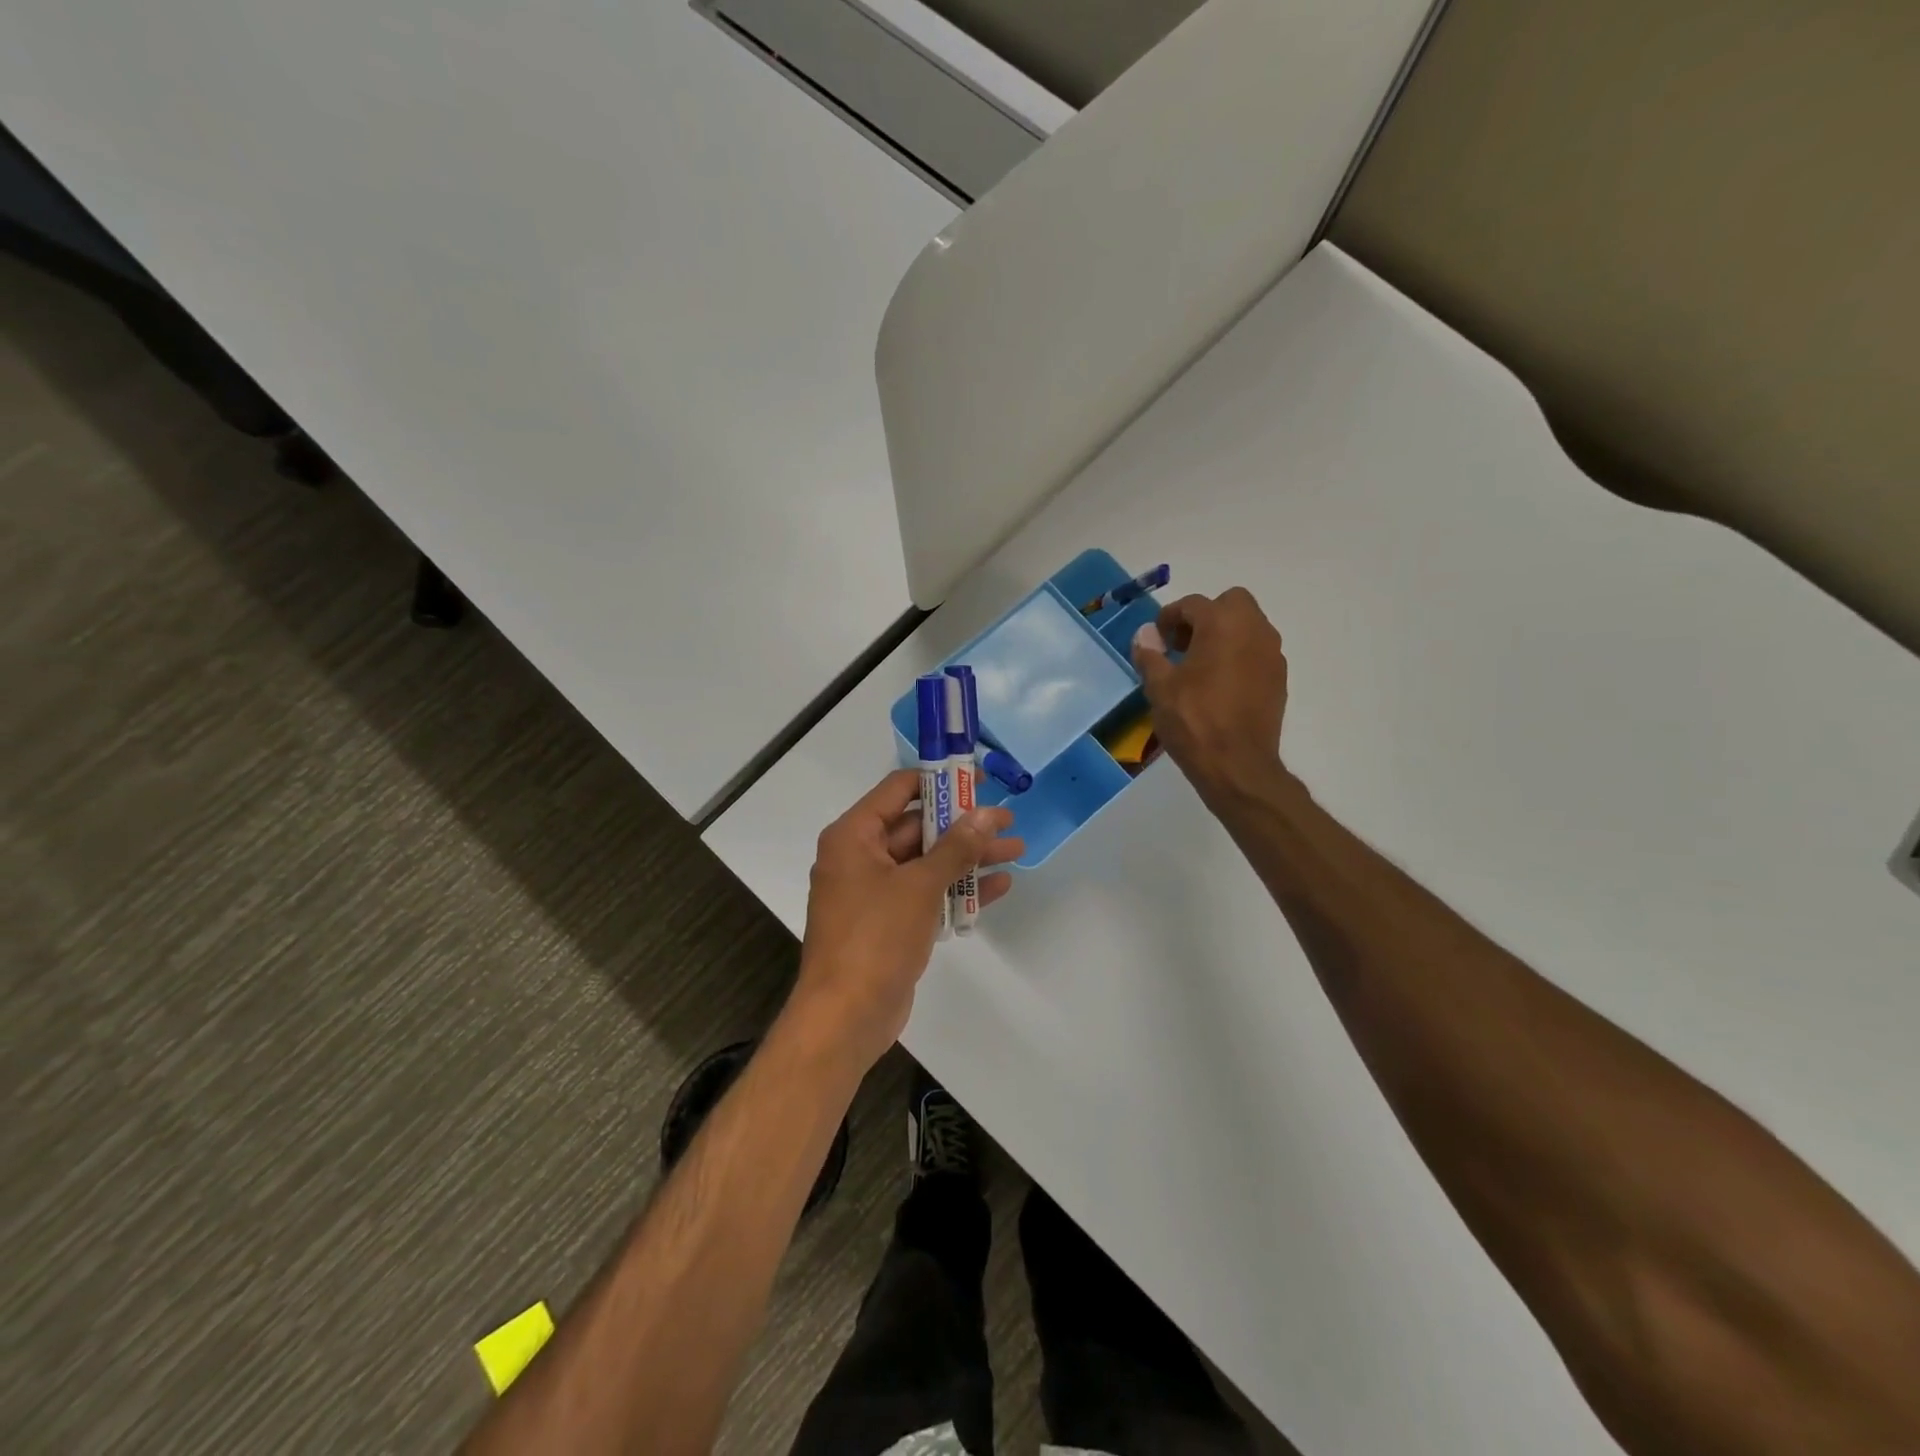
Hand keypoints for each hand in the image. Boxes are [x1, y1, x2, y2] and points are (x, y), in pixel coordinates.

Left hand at [788, 770, 1022, 1072]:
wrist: (846, 1016)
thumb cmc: (875, 937)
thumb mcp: (920, 886)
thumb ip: (956, 847)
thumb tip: (987, 813)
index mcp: (854, 836)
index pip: (899, 790)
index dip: (940, 782)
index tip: (978, 781)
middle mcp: (860, 857)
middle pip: (917, 828)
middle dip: (964, 826)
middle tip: (1008, 822)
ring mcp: (875, 892)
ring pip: (927, 863)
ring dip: (968, 858)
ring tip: (1015, 850)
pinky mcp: (889, 923)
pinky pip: (926, 895)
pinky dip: (957, 890)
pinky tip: (999, 887)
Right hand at [1132, 587, 1289, 806]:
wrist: (1237, 765)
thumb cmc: (1193, 720)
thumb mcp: (1159, 687)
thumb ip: (1150, 654)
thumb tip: (1145, 634)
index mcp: (1222, 624)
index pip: (1193, 604)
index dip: (1169, 617)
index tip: (1156, 639)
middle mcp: (1254, 630)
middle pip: (1231, 604)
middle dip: (1205, 617)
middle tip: (1182, 645)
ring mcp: (1272, 654)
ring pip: (1248, 627)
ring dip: (1224, 635)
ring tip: (1199, 666)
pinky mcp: (1278, 678)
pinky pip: (1256, 652)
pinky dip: (1238, 656)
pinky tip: (1219, 685)